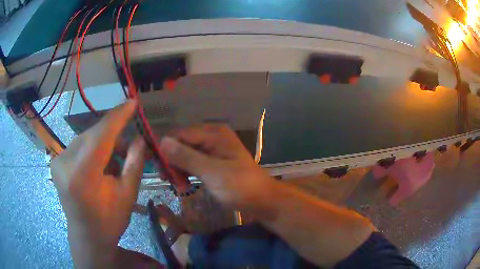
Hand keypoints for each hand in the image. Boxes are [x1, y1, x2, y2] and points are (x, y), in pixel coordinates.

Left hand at [51, 100, 145, 266]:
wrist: (87, 237)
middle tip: (129, 146)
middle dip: (113, 135)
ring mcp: (58, 161)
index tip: (133, 101)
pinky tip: (99, 165)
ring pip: (86, 138)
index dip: (118, 116)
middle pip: (93, 135)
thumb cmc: (109, 221)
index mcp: (82, 175)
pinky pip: (79, 145)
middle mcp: (65, 163)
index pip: (100, 135)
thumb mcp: (127, 195)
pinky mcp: (56, 161)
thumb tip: (140, 138)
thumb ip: (134, 163)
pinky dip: (92, 149)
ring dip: (103, 144)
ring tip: (114, 163)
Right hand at [160, 124, 276, 209]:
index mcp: (213, 133)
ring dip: (178, 169)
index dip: (165, 149)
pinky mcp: (213, 162)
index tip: (157, 168)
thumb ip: (186, 157)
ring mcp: (212, 149)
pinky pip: (193, 163)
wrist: (262, 200)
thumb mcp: (212, 172)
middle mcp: (211, 137)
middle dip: (172, 161)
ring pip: (185, 154)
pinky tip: (184, 184)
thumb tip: (162, 141)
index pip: (179, 135)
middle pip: (181, 144)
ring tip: (178, 186)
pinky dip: (187, 173)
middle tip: (167, 180)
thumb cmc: (240, 186)